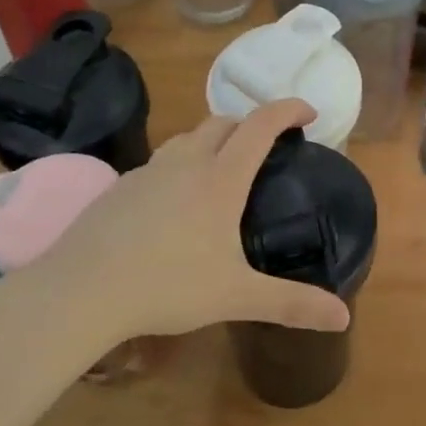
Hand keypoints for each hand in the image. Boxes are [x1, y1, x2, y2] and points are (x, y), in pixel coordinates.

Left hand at [20, 99, 352, 342]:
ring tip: (222, 170)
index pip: (261, 124)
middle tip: (266, 147)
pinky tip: (174, 204)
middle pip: (223, 122)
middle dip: (250, 124)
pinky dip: (180, 166)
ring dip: (212, 140)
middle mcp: (186, 162)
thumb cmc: (167, 285)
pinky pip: (159, 162)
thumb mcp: (237, 296)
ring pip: (187, 138)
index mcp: (221, 178)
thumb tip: (343, 317)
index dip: (288, 109)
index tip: (309, 112)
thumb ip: (292, 304)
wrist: (81, 289)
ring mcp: (149, 171)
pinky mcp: (120, 187)